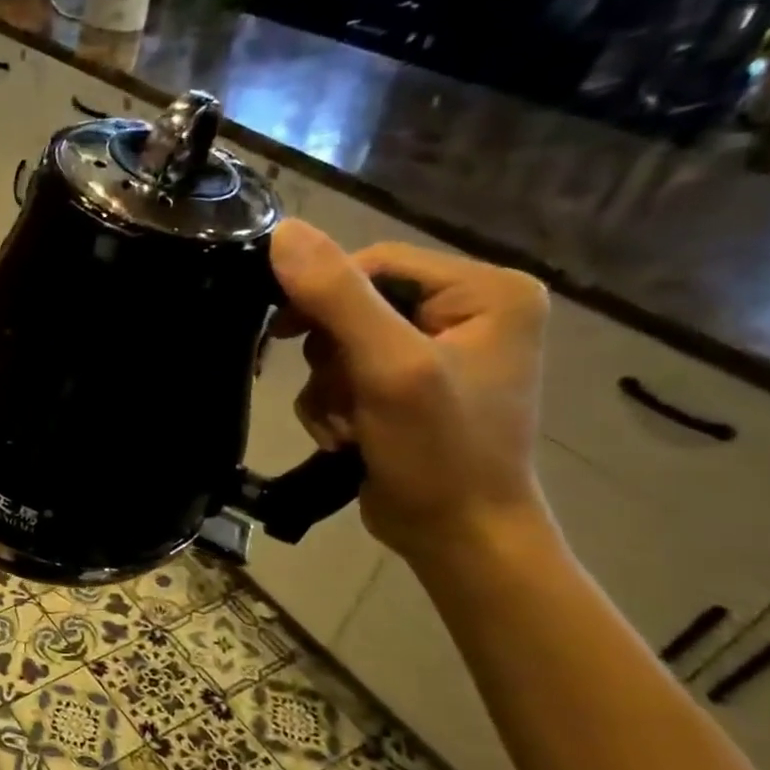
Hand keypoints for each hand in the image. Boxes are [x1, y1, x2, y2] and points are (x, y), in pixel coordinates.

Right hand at [268, 219, 550, 561]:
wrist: (458, 538)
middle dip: (331, 357)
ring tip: (346, 427)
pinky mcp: (409, 387)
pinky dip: (333, 406)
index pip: (377, 262)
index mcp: (487, 290)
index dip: (324, 293)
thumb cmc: (440, 451)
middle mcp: (468, 312)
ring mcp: (437, 352)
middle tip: (339, 395)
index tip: (282, 333)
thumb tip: (283, 231)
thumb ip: (338, 296)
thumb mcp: (388, 368)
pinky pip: (346, 375)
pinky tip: (345, 438)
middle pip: (356, 304)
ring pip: (342, 344)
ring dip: (328, 388)